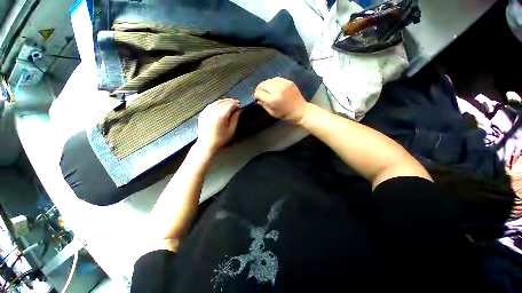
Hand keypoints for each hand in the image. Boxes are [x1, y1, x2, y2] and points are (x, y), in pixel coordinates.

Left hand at [196, 99, 240, 153]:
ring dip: (224, 101)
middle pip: (223, 102)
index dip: (236, 104)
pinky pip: (211, 105)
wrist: (206, 144)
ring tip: (230, 103)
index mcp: (221, 116)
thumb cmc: (219, 139)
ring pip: (217, 102)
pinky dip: (217, 103)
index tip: (239, 105)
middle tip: (236, 103)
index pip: (230, 105)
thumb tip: (239, 111)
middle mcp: (213, 112)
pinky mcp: (203, 113)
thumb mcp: (231, 130)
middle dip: (231, 101)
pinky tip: (220, 105)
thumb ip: (235, 119)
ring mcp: (207, 112)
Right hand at [253, 77, 307, 123]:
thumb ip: (263, 105)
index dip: (256, 95)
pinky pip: (276, 78)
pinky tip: (274, 86)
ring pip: (268, 80)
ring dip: (266, 85)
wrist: (301, 111)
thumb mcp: (272, 113)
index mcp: (272, 100)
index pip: (258, 93)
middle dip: (259, 89)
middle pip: (262, 84)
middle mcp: (276, 90)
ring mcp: (283, 84)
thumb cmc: (285, 114)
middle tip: (261, 93)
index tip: (258, 98)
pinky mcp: (288, 81)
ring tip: (267, 89)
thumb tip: (258, 99)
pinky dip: (273, 82)